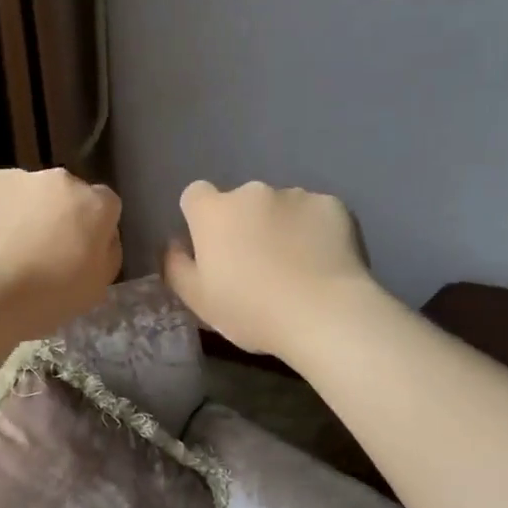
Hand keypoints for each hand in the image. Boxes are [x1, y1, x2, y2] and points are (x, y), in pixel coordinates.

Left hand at [0, 168, 122, 339]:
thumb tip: (101, 238)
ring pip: (24, 193)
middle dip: (56, 216)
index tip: (77, 254)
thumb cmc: (43, 301)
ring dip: (20, 214)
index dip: (92, 229)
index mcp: (93, 206)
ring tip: (0, 253)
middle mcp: (59, 180)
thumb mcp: (96, 290)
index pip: (105, 206)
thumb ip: (106, 255)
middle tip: (38, 254)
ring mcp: (15, 176)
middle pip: (64, 194)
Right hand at [163, 180, 372, 356]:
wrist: (324, 314)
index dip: (200, 218)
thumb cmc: (251, 311)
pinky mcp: (332, 205)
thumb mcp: (199, 301)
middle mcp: (252, 192)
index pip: (195, 195)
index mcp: (214, 212)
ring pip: (280, 207)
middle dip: (245, 224)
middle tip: (257, 265)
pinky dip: (315, 231)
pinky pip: (315, 214)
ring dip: (280, 226)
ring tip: (295, 266)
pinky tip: (323, 261)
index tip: (212, 247)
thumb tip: (174, 244)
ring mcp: (296, 195)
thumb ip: (177, 267)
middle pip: (241, 202)